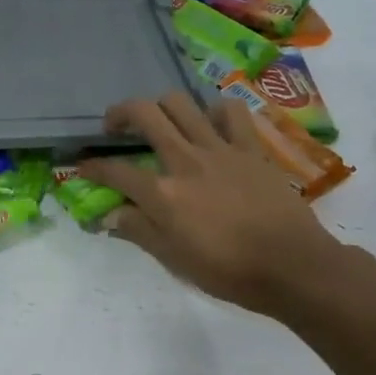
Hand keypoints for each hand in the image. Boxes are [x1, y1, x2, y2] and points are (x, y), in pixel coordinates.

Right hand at [80, 94, 348, 318]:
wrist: (293, 266)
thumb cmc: (229, 271)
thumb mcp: (174, 259)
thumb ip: (138, 230)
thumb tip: (108, 215)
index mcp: (163, 194)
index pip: (114, 171)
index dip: (91, 167)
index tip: (81, 167)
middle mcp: (185, 161)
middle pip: (144, 115)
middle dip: (119, 114)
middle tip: (114, 127)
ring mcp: (220, 149)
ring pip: (181, 103)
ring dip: (162, 106)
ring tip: (160, 121)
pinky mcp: (250, 148)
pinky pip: (230, 112)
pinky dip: (214, 111)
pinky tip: (210, 124)